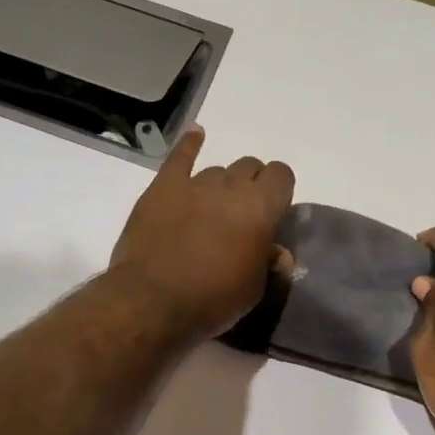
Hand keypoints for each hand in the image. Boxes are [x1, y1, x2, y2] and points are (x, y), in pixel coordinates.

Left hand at [108, 127, 294, 338]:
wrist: (153, 301)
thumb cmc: (212, 300)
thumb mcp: (254, 290)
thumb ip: (269, 263)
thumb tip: (276, 252)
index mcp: (261, 207)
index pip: (282, 175)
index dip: (279, 190)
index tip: (273, 212)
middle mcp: (231, 186)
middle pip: (250, 166)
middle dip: (251, 185)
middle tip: (241, 215)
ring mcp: (194, 183)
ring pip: (217, 170)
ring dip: (220, 185)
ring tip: (211, 210)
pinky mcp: (163, 188)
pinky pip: (179, 157)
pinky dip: (190, 144)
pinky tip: (196, 134)